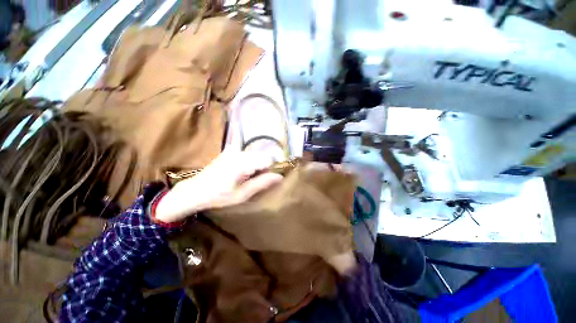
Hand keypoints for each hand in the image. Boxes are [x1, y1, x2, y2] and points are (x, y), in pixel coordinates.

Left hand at [154, 150, 282, 223]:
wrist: (195, 190)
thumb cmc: (219, 196)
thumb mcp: (243, 194)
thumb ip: (262, 183)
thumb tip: (280, 177)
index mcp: (242, 163)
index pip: (268, 159)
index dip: (270, 170)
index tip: (265, 180)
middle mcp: (239, 152)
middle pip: (262, 156)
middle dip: (264, 167)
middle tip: (254, 181)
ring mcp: (233, 150)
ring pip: (256, 155)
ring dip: (256, 165)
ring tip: (247, 178)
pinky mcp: (230, 150)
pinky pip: (248, 154)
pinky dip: (249, 162)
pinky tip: (241, 172)